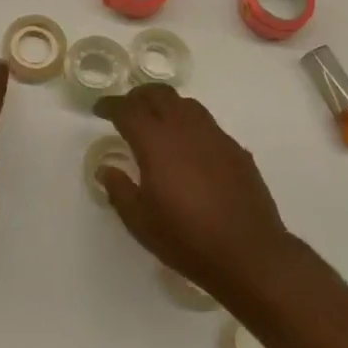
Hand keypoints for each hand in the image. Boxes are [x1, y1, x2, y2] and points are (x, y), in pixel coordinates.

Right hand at [93, 84, 294, 303]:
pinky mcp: (235, 149)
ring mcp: (214, 136)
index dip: (110, 105)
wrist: (249, 253)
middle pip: (158, 95)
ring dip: (166, 105)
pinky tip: (188, 148)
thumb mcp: (140, 221)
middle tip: (126, 111)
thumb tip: (106, 169)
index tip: (99, 109)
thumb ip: (119, 189)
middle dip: (138, 97)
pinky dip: (189, 125)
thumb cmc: (186, 238)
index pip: (127, 110)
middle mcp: (185, 129)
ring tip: (157, 122)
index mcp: (156, 142)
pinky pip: (207, 124)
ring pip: (186, 104)